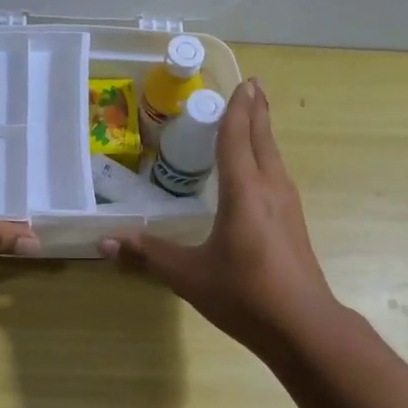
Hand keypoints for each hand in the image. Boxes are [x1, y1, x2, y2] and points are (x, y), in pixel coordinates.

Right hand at [100, 78, 340, 356]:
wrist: (303, 326)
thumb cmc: (244, 295)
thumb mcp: (188, 275)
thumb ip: (148, 254)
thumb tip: (104, 242)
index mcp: (245, 191)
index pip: (237, 138)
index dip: (236, 109)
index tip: (241, 82)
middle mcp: (270, 188)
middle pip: (263, 139)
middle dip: (256, 110)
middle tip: (252, 84)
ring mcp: (288, 205)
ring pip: (275, 156)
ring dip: (264, 132)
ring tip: (256, 115)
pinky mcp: (294, 222)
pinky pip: (278, 174)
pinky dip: (268, 156)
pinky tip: (262, 168)